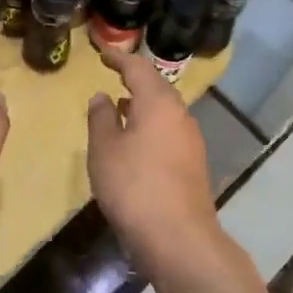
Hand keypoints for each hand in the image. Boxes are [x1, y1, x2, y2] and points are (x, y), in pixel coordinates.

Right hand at [87, 49, 223, 278]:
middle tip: (113, 74)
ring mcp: (190, 141)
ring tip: (119, 105)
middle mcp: (180, 115)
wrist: (178, 239)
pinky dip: (150, 125)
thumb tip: (102, 96)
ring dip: (143, 104)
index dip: (119, 58)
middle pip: (157, 87)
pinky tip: (134, 140)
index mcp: (158, 103)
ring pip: (164, 111)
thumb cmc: (133, 185)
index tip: (102, 54)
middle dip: (135, 79)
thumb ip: (101, 118)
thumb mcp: (104, 148)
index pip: (138, 68)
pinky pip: (168, 131)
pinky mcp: (192, 165)